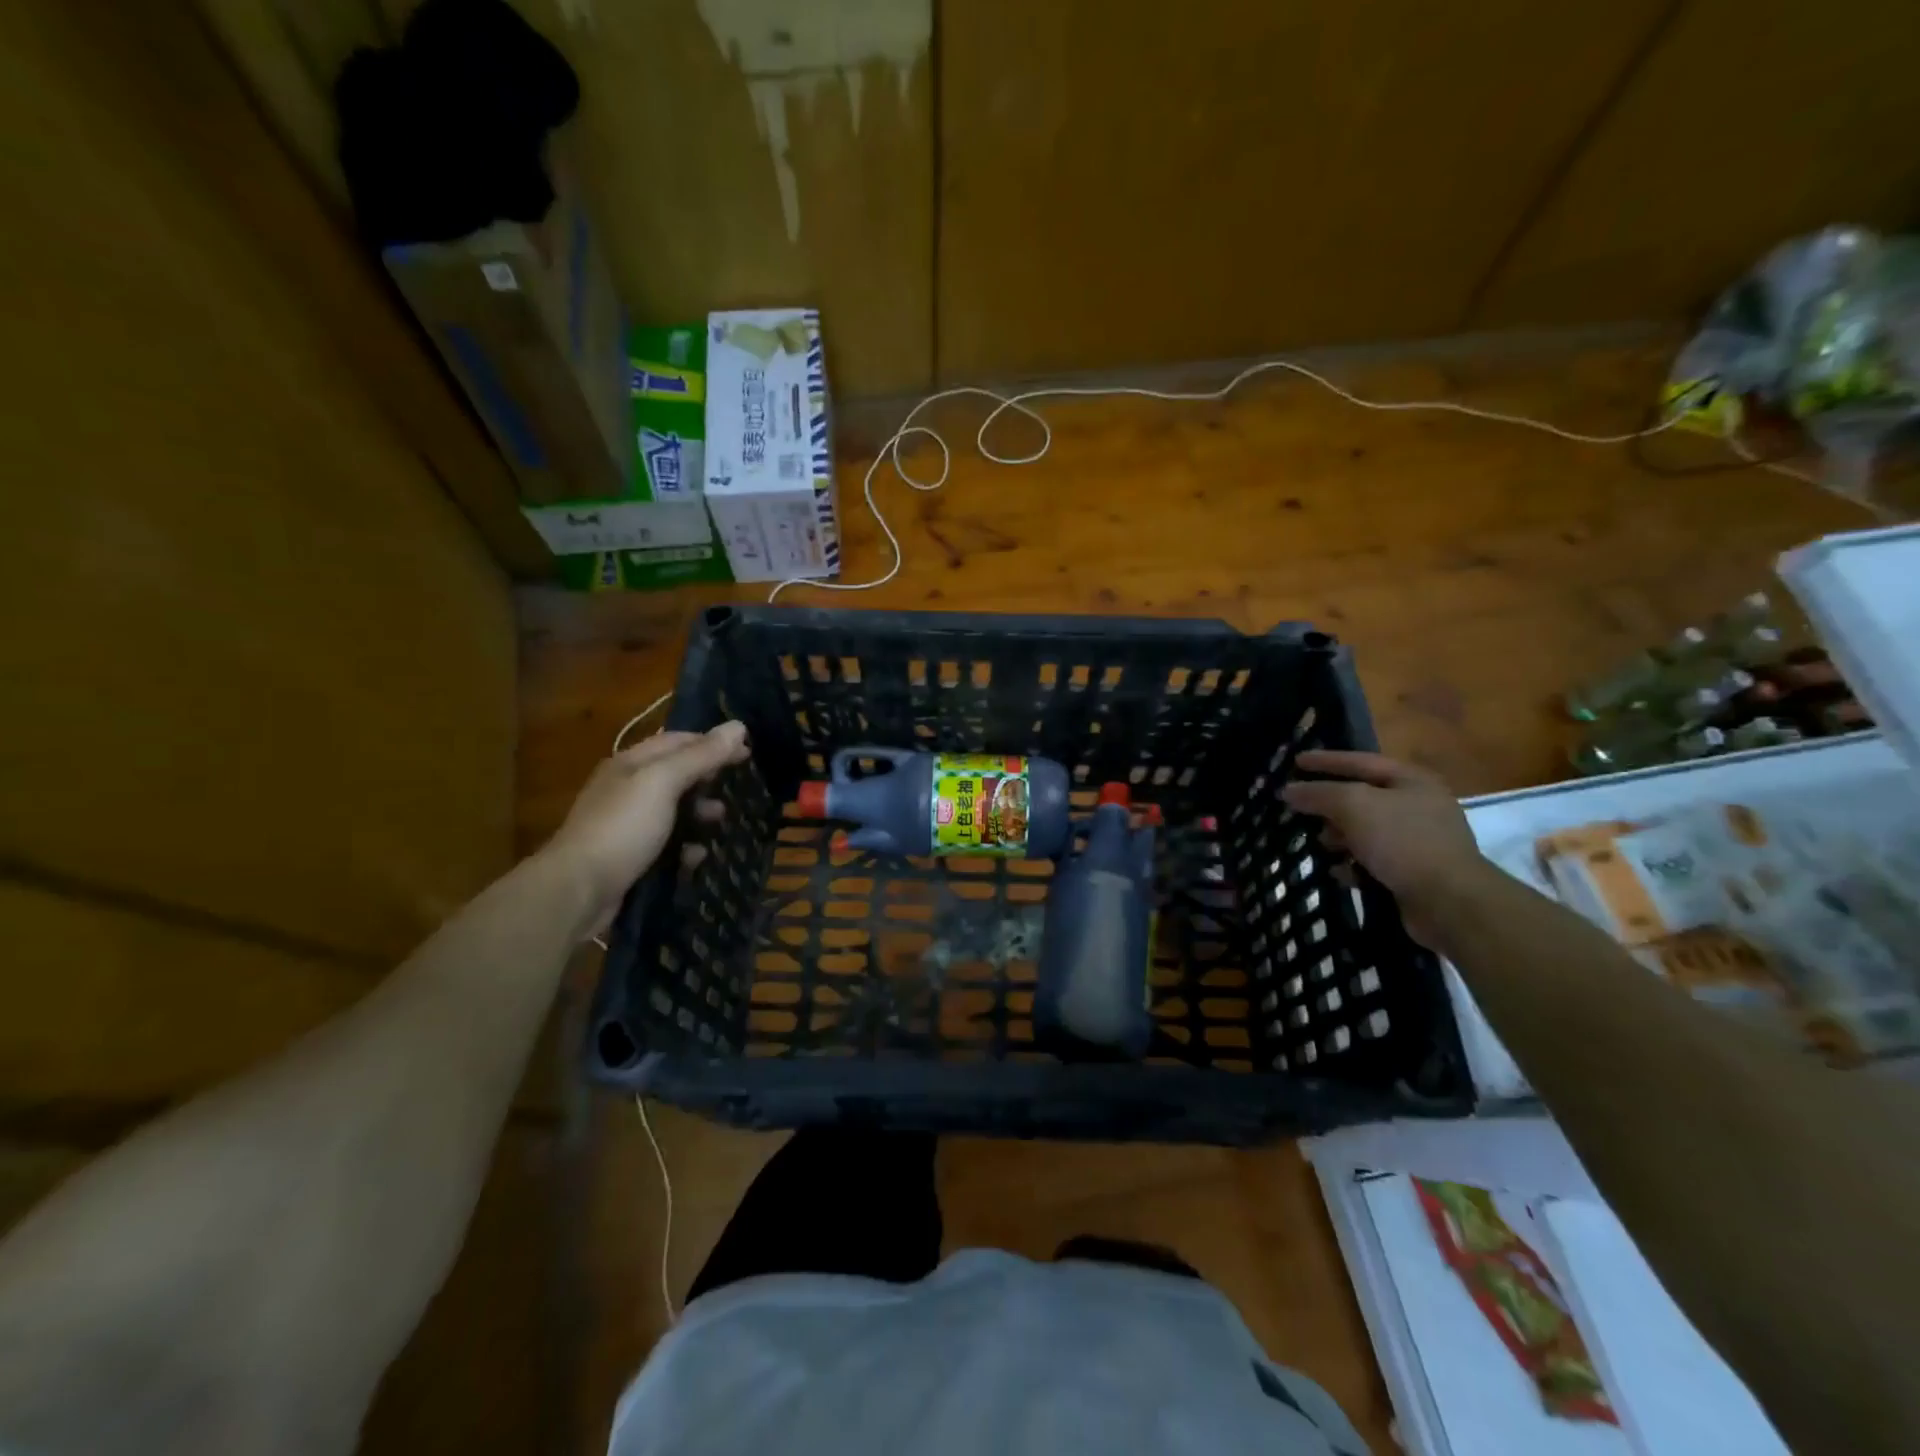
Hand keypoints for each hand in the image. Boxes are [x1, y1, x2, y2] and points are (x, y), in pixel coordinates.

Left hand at [544, 721, 750, 932]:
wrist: (577, 890)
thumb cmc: (623, 827)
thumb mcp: (663, 782)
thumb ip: (701, 755)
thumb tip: (738, 725)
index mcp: (631, 763)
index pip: (678, 740)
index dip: (713, 742)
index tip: (748, 752)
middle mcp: (628, 789)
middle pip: (677, 775)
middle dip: (708, 779)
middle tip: (739, 789)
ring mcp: (627, 825)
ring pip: (675, 811)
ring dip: (701, 814)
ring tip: (721, 822)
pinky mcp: (631, 857)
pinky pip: (667, 845)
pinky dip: (686, 847)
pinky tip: (697, 856)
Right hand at [1281, 750, 1490, 947]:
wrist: (1449, 901)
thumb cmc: (1402, 841)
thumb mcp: (1354, 806)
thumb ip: (1318, 793)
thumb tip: (1289, 790)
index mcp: (1411, 781)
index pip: (1360, 761)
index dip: (1326, 760)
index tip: (1295, 761)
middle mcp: (1418, 806)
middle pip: (1362, 797)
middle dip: (1330, 804)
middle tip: (1299, 807)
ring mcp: (1418, 841)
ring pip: (1366, 831)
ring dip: (1339, 837)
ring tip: (1319, 844)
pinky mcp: (1413, 872)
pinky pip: (1374, 861)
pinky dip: (1353, 864)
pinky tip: (1339, 872)